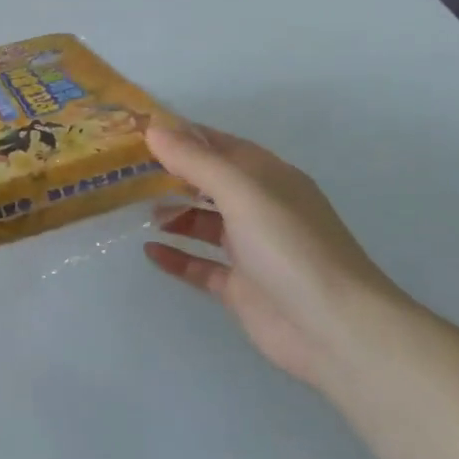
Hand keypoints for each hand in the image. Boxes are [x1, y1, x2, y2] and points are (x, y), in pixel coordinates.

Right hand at [142, 121, 403, 385]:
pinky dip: (176, 256)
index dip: (179, 134)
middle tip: (123, 169)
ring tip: (133, 209)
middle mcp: (258, 207)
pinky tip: (149, 251)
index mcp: (266, 176)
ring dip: (171, 212)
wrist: (335, 329)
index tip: (135, 129)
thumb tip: (153, 129)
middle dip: (169, 173)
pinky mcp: (240, 287)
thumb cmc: (290, 247)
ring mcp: (250, 249)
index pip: (216, 144)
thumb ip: (196, 161)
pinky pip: (200, 265)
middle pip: (207, 181)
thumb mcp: (242, 192)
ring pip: (202, 221)